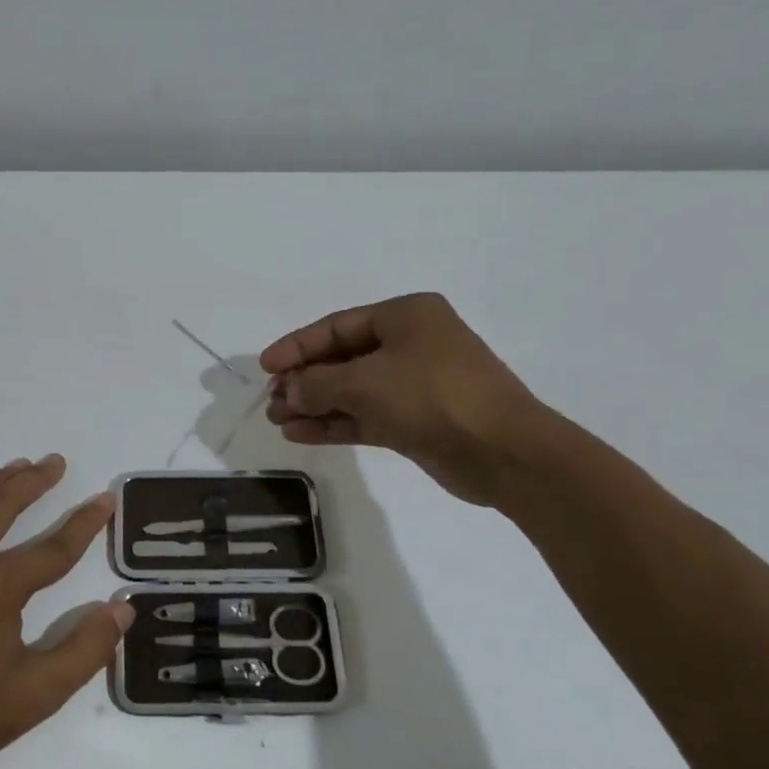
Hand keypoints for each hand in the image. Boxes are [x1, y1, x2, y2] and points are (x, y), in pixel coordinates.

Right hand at [260, 293, 547, 505]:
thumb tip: (289, 390)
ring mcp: (414, 384)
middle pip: (342, 358)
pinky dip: (335, 423)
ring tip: (279, 421)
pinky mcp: (416, 420)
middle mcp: (410, 344)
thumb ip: (317, 383)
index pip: (337, 326)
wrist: (503, 452)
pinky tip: (301, 434)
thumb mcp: (365, 383)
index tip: (265, 367)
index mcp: (405, 316)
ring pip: (352, 390)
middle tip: (271, 401)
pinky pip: (365, 415)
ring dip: (315, 405)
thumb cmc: (432, 397)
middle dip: (304, 380)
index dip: (297, 346)